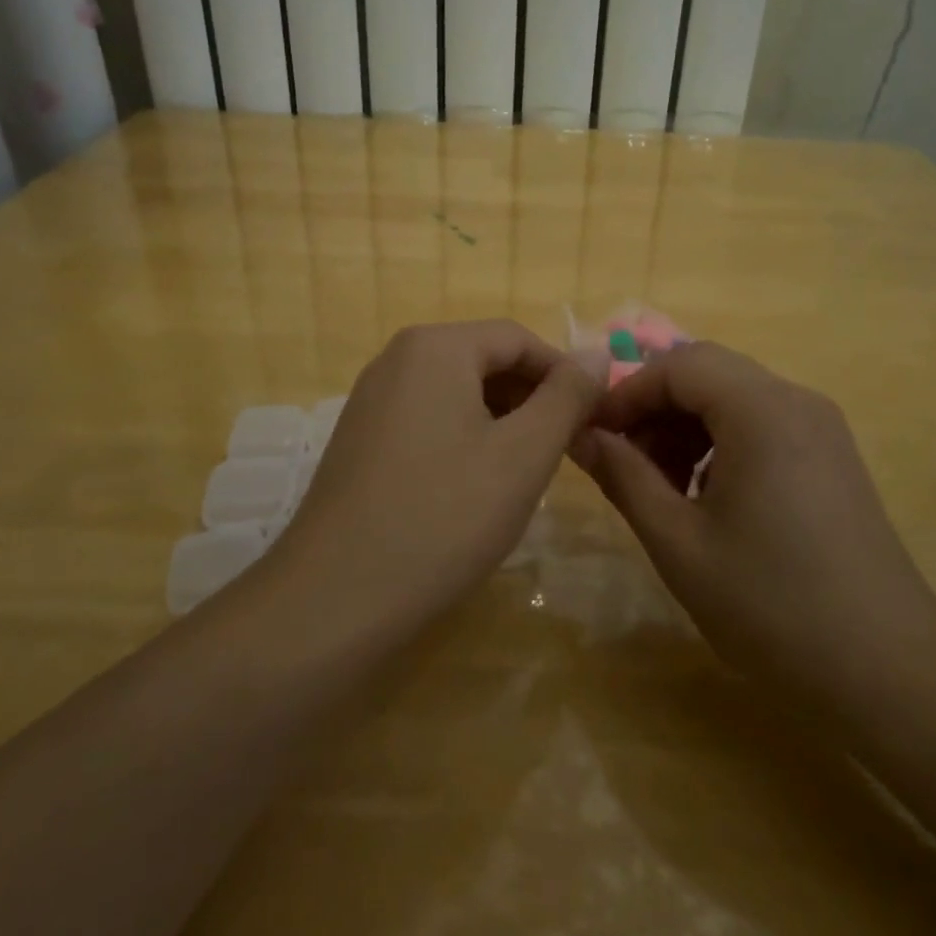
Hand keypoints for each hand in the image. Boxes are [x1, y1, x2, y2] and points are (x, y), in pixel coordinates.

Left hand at [275, 321, 603, 630]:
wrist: (337, 597)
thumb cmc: (445, 516)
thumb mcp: (524, 454)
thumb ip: (567, 397)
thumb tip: (598, 354)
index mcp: (435, 347)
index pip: (518, 338)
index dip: (564, 375)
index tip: (592, 422)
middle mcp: (396, 360)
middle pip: (484, 361)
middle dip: (532, 400)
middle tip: (564, 452)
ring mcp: (371, 400)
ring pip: (457, 393)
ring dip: (502, 422)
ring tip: (525, 474)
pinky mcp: (360, 439)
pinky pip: (428, 420)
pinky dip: (464, 440)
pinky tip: (475, 489)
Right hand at [572, 342, 935, 704]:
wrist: (888, 672)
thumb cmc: (771, 605)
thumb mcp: (678, 542)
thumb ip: (623, 477)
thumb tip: (580, 435)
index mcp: (761, 410)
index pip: (677, 365)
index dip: (625, 394)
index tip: (592, 438)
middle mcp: (796, 401)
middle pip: (707, 373)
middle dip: (654, 408)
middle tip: (623, 463)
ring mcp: (822, 428)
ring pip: (734, 397)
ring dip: (685, 426)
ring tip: (660, 487)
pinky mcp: (832, 457)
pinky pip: (762, 424)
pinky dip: (720, 443)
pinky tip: (706, 498)